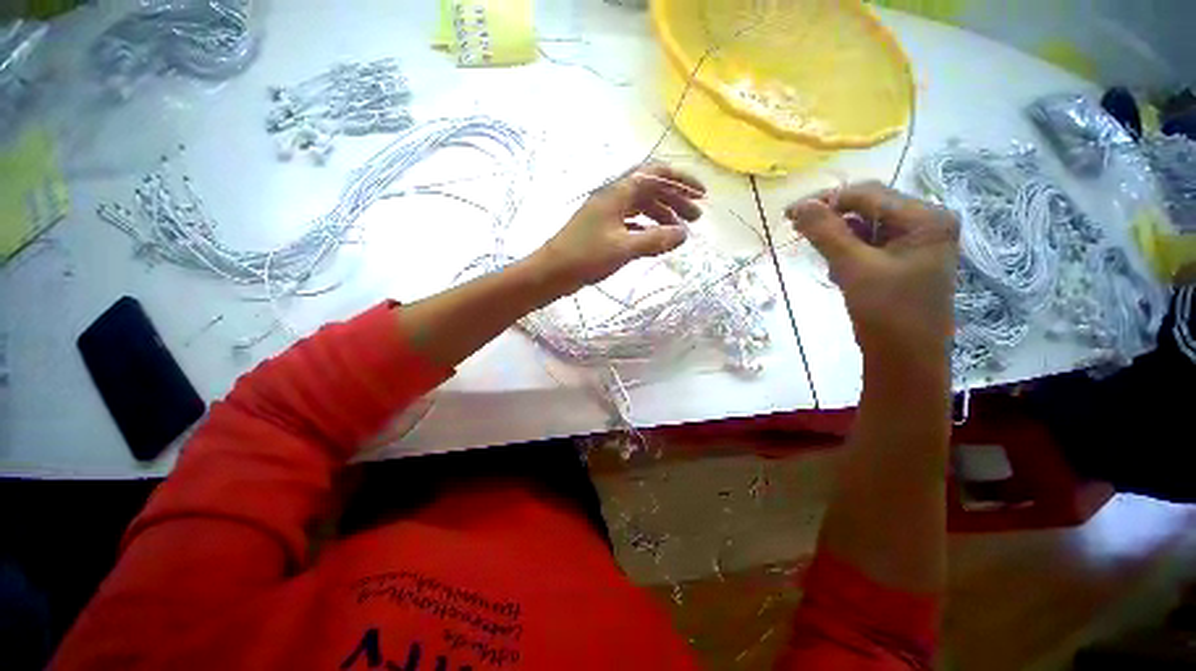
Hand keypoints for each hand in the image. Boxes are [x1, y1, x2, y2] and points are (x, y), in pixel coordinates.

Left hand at [534, 163, 705, 292]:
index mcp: (618, 192)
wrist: (552, 272)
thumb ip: (656, 240)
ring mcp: (607, 214)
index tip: (702, 196)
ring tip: (679, 232)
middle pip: (651, 190)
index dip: (682, 182)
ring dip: (662, 216)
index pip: (657, 175)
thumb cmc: (586, 256)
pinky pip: (632, 223)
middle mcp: (614, 197)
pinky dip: (648, 229)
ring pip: (642, 207)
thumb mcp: (624, 248)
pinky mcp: (603, 230)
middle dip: (676, 201)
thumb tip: (684, 234)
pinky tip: (656, 241)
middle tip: (696, 220)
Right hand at [786, 181, 958, 360]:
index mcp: (925, 218)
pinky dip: (848, 253)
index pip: (868, 194)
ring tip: (821, 258)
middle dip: (832, 219)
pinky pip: (868, 246)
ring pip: (865, 228)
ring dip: (838, 238)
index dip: (827, 200)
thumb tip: (800, 205)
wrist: (906, 359)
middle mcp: (925, 224)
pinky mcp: (902, 262)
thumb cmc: (887, 312)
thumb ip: (826, 233)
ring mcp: (914, 244)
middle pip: (868, 208)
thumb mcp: (854, 268)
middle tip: (796, 229)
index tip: (790, 213)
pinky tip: (837, 271)